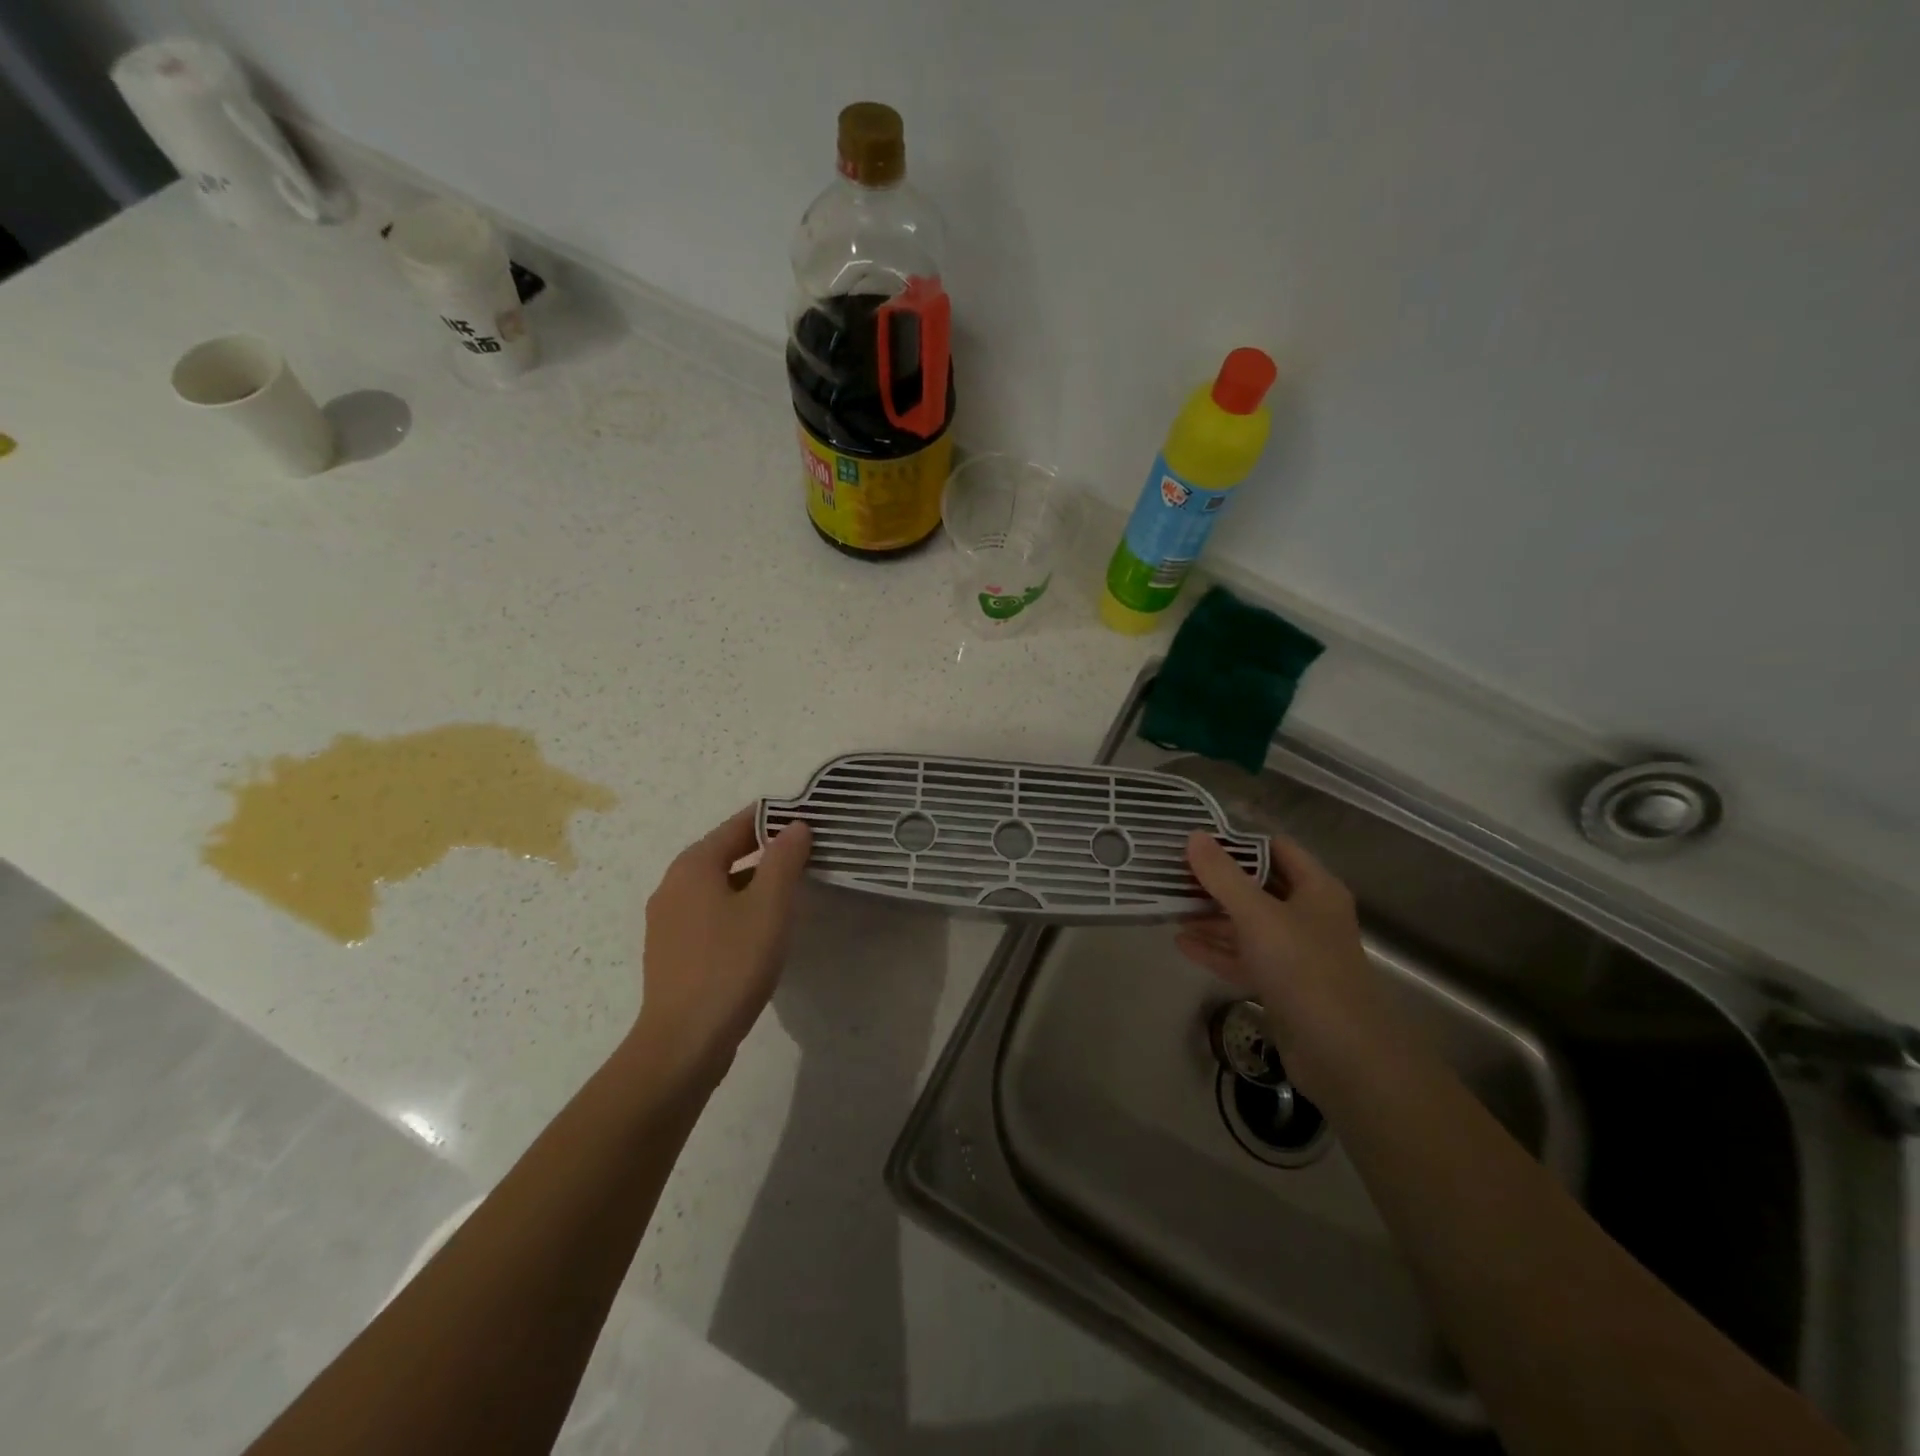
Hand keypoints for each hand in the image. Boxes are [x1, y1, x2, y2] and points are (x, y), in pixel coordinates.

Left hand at [629, 807, 812, 1086]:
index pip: (739, 824)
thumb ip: (784, 859)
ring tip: (791, 888)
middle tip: (807, 852)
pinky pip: (710, 912)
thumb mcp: (769, 906)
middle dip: (766, 849)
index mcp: (693, 865)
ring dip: (753, 880)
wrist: (684, 1042)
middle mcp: (673, 884)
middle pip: (725, 852)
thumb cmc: (731, 964)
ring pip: (718, 884)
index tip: (809, 819)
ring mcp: (668, 920)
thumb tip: (795, 826)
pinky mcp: (672, 950)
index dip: (775, 818)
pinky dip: (737, 907)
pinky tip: (760, 928)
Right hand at [1178, 831, 1383, 1090]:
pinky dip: (1216, 949)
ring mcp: (1295, 954)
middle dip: (1218, 881)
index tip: (1197, 838)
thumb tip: (1194, 837)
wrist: (1341, 1053)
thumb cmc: (1303, 968)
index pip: (1276, 849)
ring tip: (1170, 907)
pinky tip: (1182, 943)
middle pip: (1258, 887)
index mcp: (1316, 890)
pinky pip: (1244, 958)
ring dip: (1212, 917)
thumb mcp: (1257, 915)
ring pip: (1248, 925)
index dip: (1239, 841)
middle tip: (1174, 872)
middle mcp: (1308, 916)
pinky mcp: (1282, 985)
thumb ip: (1223, 876)